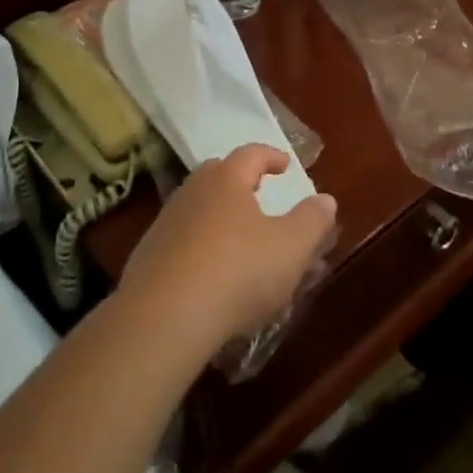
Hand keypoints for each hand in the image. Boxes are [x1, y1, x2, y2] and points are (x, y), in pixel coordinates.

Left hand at [120, 145, 337, 353]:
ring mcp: (166, 223)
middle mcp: (193, 191)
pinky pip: (181, 241)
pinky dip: (199, 248)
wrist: (164, 317)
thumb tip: (325, 199)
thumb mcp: (290, 248)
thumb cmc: (237, 272)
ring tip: (238, 239)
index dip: (271, 156)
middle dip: (240, 181)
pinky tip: (210, 274)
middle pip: (218, 175)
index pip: (251, 154)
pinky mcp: (147, 257)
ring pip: (197, 208)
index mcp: (227, 179)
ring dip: (218, 217)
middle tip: (258, 193)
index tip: (286, 164)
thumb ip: (312, 220)